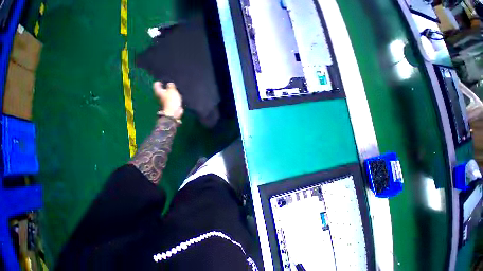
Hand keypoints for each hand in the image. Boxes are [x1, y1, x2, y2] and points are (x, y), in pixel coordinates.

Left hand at [154, 82, 183, 119]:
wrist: (173, 112)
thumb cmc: (171, 100)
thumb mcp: (172, 91)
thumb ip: (171, 86)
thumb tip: (169, 83)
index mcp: (159, 92)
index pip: (156, 85)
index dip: (158, 83)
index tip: (161, 81)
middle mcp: (160, 97)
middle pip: (160, 91)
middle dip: (164, 89)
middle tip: (169, 86)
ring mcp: (164, 102)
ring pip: (166, 96)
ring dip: (169, 94)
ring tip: (174, 92)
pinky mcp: (170, 106)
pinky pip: (171, 101)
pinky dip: (173, 99)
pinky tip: (177, 98)